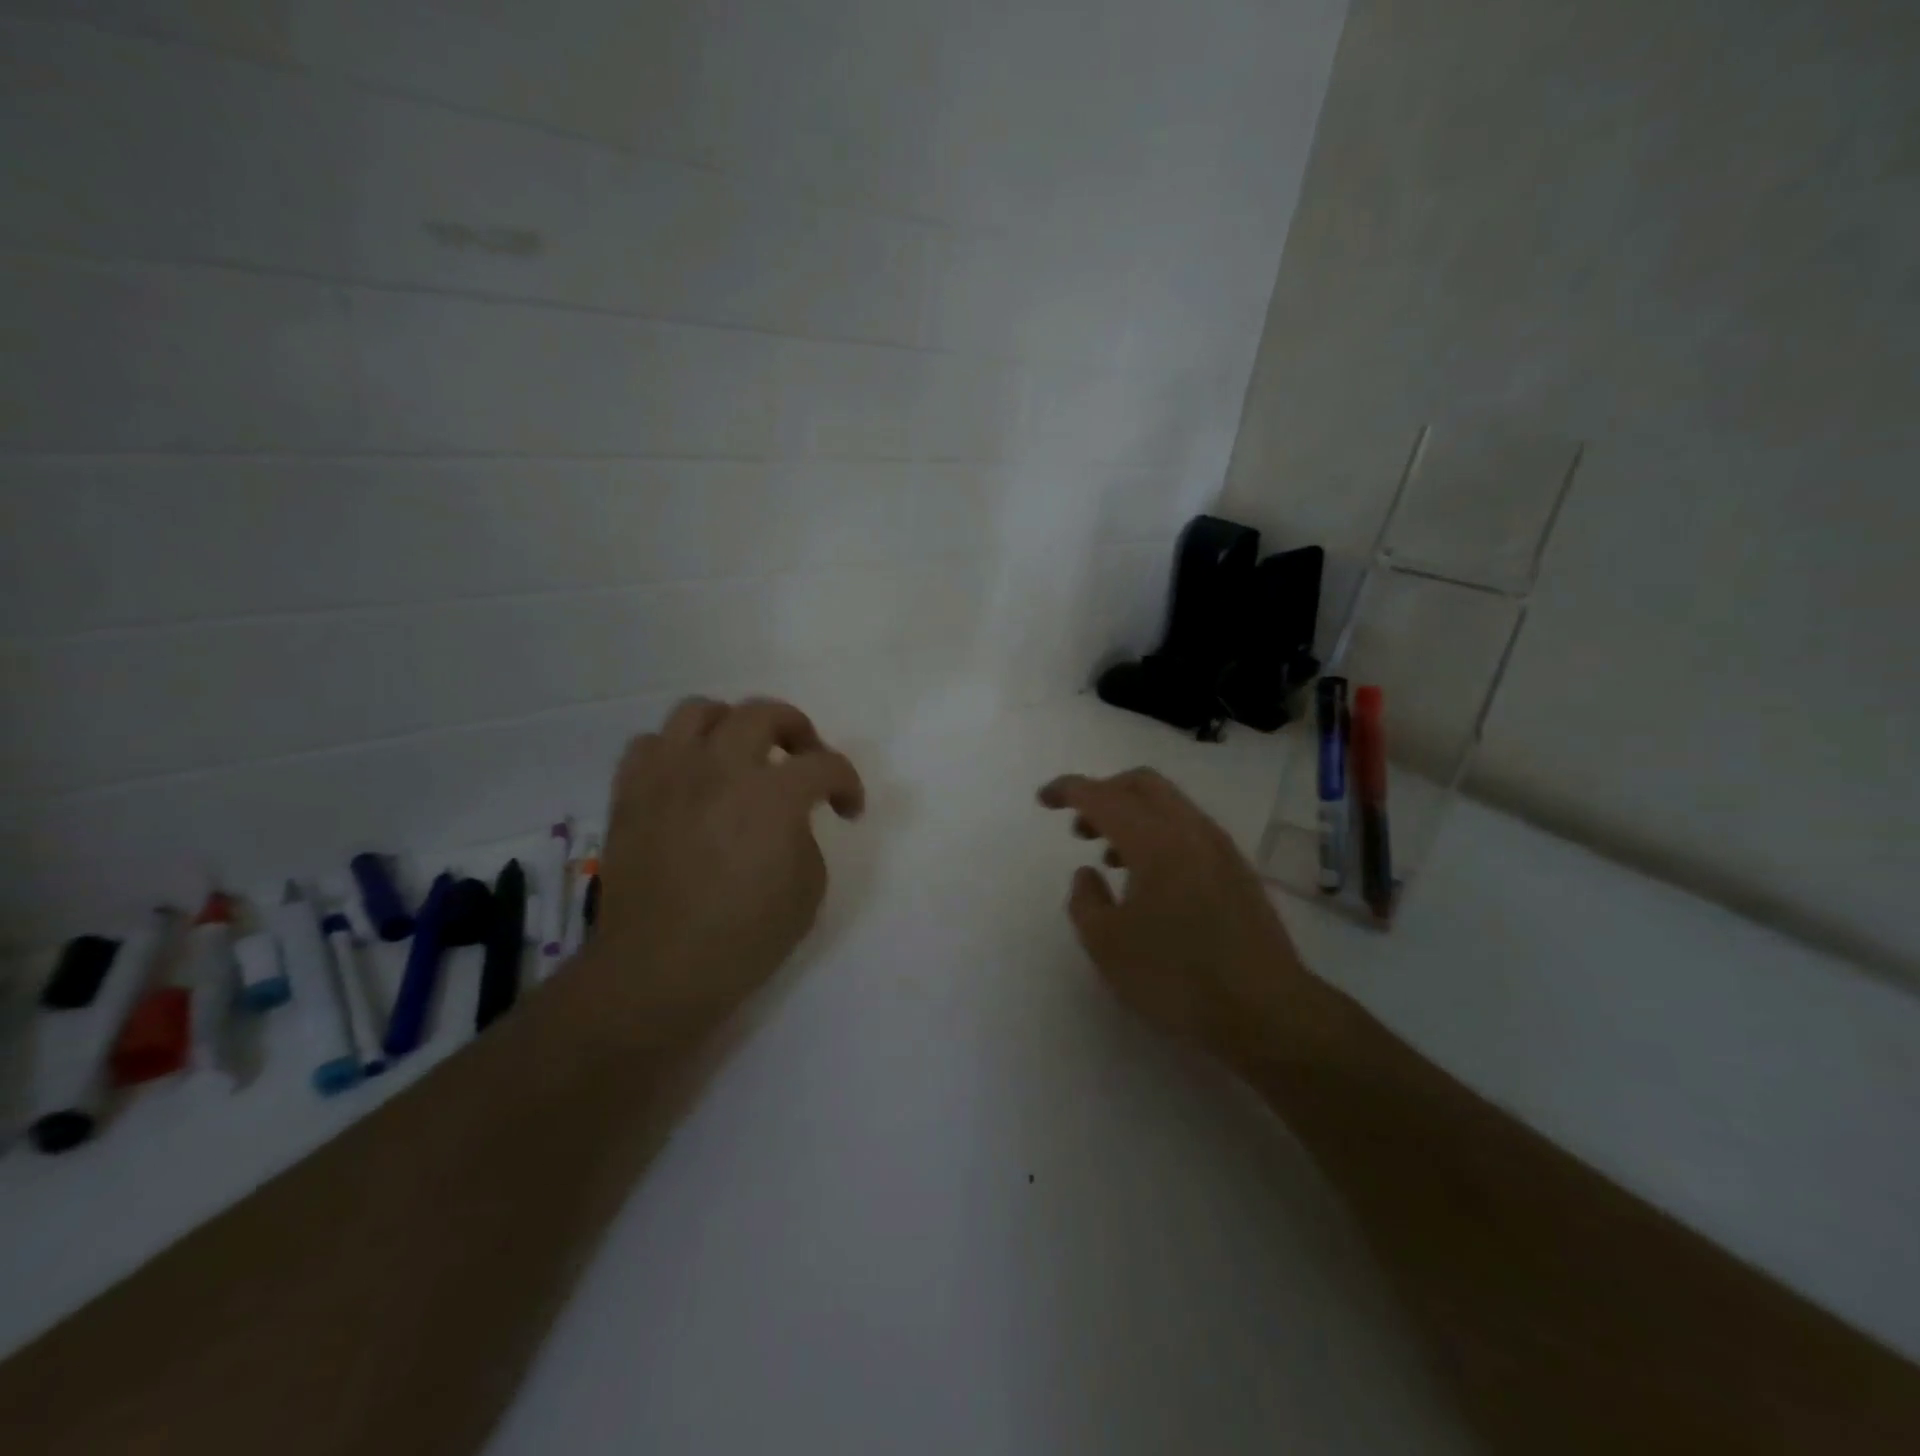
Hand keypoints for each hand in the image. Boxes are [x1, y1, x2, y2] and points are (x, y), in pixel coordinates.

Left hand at [581, 696, 864, 1049]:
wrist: (658, 970)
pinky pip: (650, 744)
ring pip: (700, 711)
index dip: (847, 783)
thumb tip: (785, 820)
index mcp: (773, 795)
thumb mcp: (808, 890)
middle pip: (764, 712)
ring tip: (740, 754)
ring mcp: (669, 775)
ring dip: (731, 725)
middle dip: (796, 729)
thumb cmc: (744, 938)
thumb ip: (804, 837)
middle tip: (803, 758)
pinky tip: (688, 778)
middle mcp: (720, 768)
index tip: (848, 808)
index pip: (825, 765)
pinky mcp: (631, 793)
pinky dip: (676, 751)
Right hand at [1038, 768, 1306, 1065]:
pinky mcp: (1237, 871)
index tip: (1044, 800)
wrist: (1267, 1012)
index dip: (1068, 790)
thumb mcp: (1107, 945)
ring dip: (1132, 816)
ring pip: (1169, 806)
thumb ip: (1085, 900)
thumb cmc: (1176, 978)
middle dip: (1104, 793)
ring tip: (1109, 858)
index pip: (1102, 795)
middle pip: (1142, 784)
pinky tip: (1149, 880)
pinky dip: (1158, 835)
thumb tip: (1088, 873)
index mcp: (1155, 840)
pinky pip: (1188, 830)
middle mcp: (1190, 830)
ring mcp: (1220, 848)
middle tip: (1079, 825)